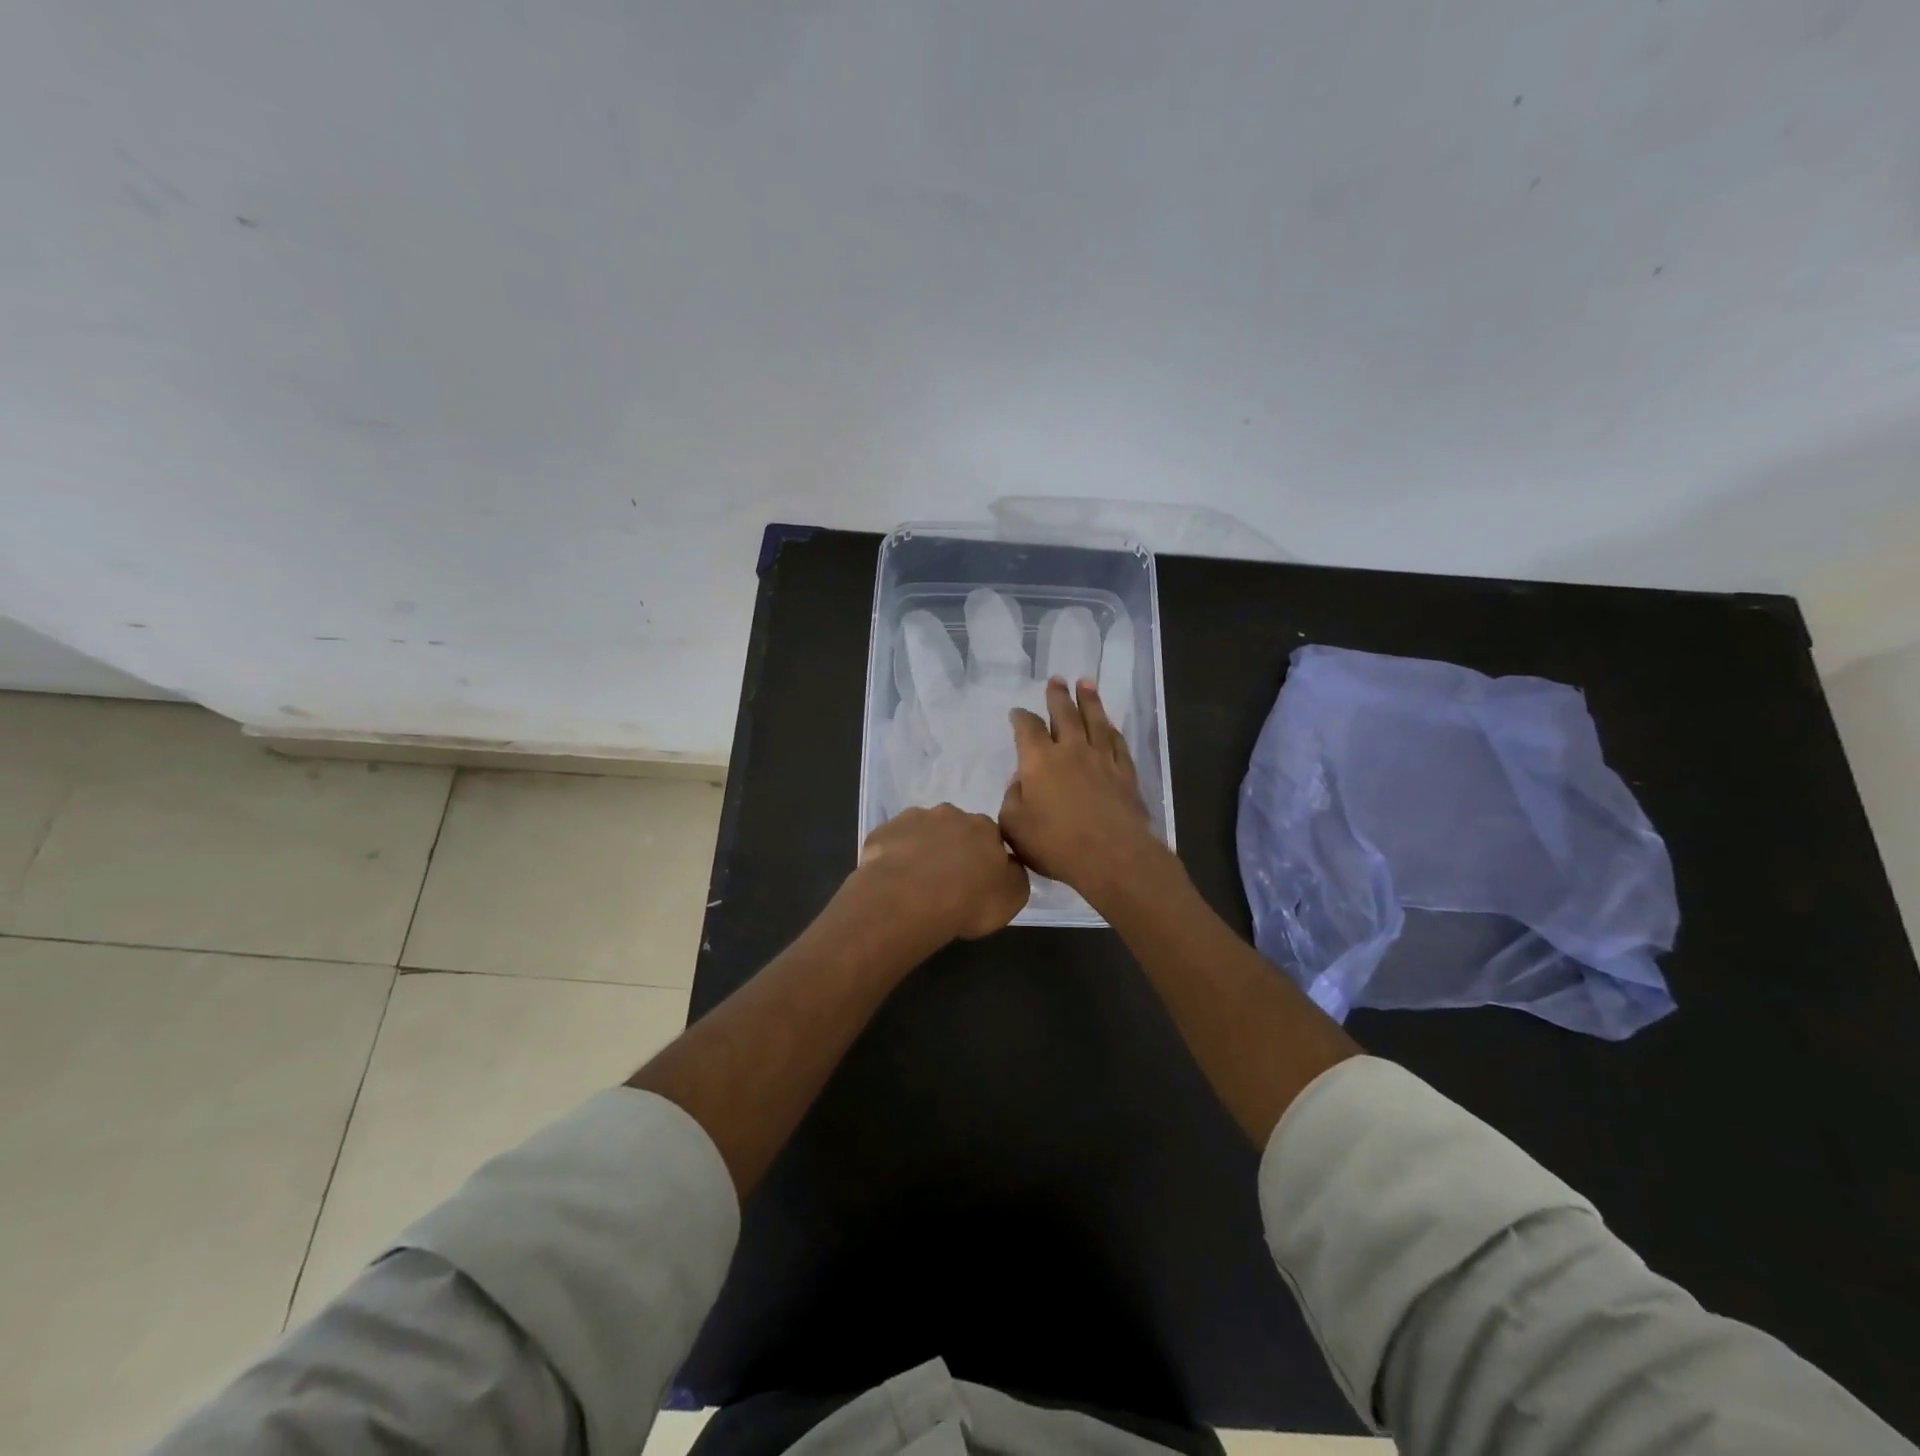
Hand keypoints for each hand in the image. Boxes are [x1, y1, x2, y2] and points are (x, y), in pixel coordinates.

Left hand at [848, 803, 1030, 942]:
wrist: (909, 899)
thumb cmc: (968, 900)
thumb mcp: (1012, 898)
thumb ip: (1015, 876)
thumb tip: (1009, 866)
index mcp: (985, 827)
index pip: (990, 836)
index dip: (984, 858)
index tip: (977, 879)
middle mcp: (951, 814)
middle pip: (955, 828)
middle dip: (953, 848)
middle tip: (947, 880)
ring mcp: (913, 819)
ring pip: (922, 831)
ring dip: (923, 849)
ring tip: (916, 882)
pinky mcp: (883, 830)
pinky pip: (893, 841)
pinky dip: (895, 855)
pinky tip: (893, 879)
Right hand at [1000, 678, 1172, 906]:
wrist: (1113, 856)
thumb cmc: (1056, 844)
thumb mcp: (1014, 827)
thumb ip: (1012, 799)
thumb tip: (1020, 781)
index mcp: (1039, 760)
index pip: (1027, 728)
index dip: (1020, 717)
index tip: (1017, 712)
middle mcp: (1071, 750)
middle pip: (1064, 714)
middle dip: (1057, 696)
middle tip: (1056, 679)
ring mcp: (1102, 759)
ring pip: (1095, 720)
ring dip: (1089, 700)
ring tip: (1086, 683)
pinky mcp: (1125, 773)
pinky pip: (1117, 742)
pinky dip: (1111, 729)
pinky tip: (1110, 724)